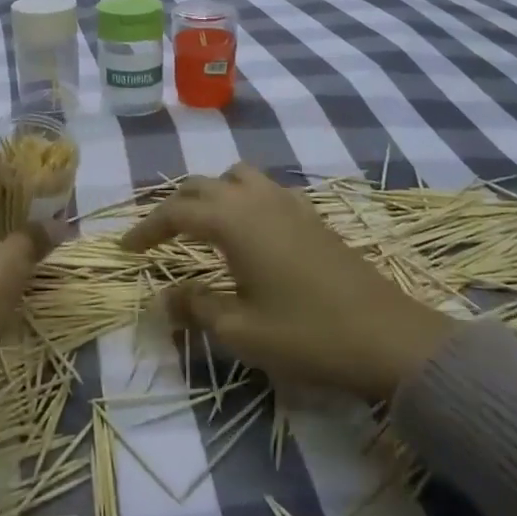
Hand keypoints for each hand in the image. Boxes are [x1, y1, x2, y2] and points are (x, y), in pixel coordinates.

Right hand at [122, 164, 454, 400]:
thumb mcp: (241, 331)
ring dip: (210, 194)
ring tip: (200, 226)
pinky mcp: (311, 215)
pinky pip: (263, 189)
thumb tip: (166, 297)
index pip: (176, 212)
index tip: (126, 249)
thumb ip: (196, 307)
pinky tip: (246, 231)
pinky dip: (240, 198)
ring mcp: (289, 203)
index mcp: (234, 221)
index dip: (147, 228)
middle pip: (202, 185)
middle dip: (173, 207)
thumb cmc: (308, 335)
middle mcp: (257, 200)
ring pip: (235, 177)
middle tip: (157, 238)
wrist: (389, 338)